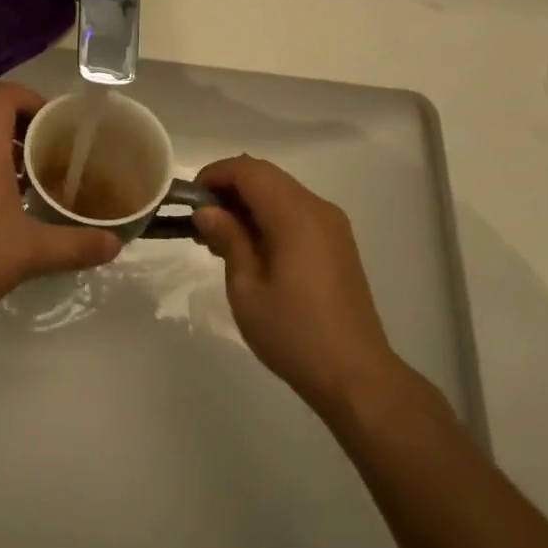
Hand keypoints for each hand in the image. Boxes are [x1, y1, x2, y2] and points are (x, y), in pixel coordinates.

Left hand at [0, 83, 121, 334]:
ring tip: (36, 176)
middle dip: (25, 124)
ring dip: (6, 146)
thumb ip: (75, 245)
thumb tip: (115, 245)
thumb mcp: (29, 252)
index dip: (34, 100)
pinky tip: (8, 203)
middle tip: (54, 149)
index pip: (5, 94)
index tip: (58, 125)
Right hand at [193, 155, 400, 415]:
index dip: (215, 175)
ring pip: (281, 191)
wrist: (356, 377)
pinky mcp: (337, 243)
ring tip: (221, 237)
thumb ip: (228, 240)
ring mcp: (332, 225)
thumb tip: (207, 210)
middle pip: (266, 175)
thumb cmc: (294, 333)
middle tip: (202, 221)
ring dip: (248, 202)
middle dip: (229, 188)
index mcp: (295, 215)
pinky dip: (269, 215)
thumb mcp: (247, 289)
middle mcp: (317, 208)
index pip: (248, 170)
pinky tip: (252, 248)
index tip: (190, 200)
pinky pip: (296, 211)